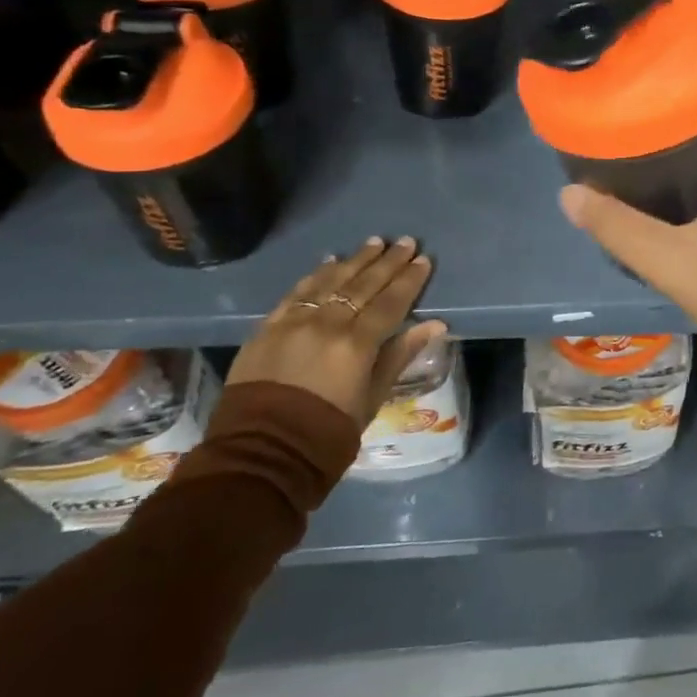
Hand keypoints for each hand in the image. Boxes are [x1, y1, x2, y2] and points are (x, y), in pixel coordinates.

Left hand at [227, 237, 444, 429]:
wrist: (262, 455)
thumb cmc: (327, 433)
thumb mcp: (372, 398)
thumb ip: (400, 355)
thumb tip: (435, 324)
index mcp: (357, 345)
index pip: (390, 302)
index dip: (409, 280)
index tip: (423, 260)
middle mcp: (326, 324)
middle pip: (363, 285)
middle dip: (387, 262)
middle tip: (405, 241)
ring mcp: (294, 323)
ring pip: (330, 281)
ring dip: (355, 260)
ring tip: (374, 243)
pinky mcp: (267, 328)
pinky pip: (296, 293)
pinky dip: (315, 275)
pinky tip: (330, 262)